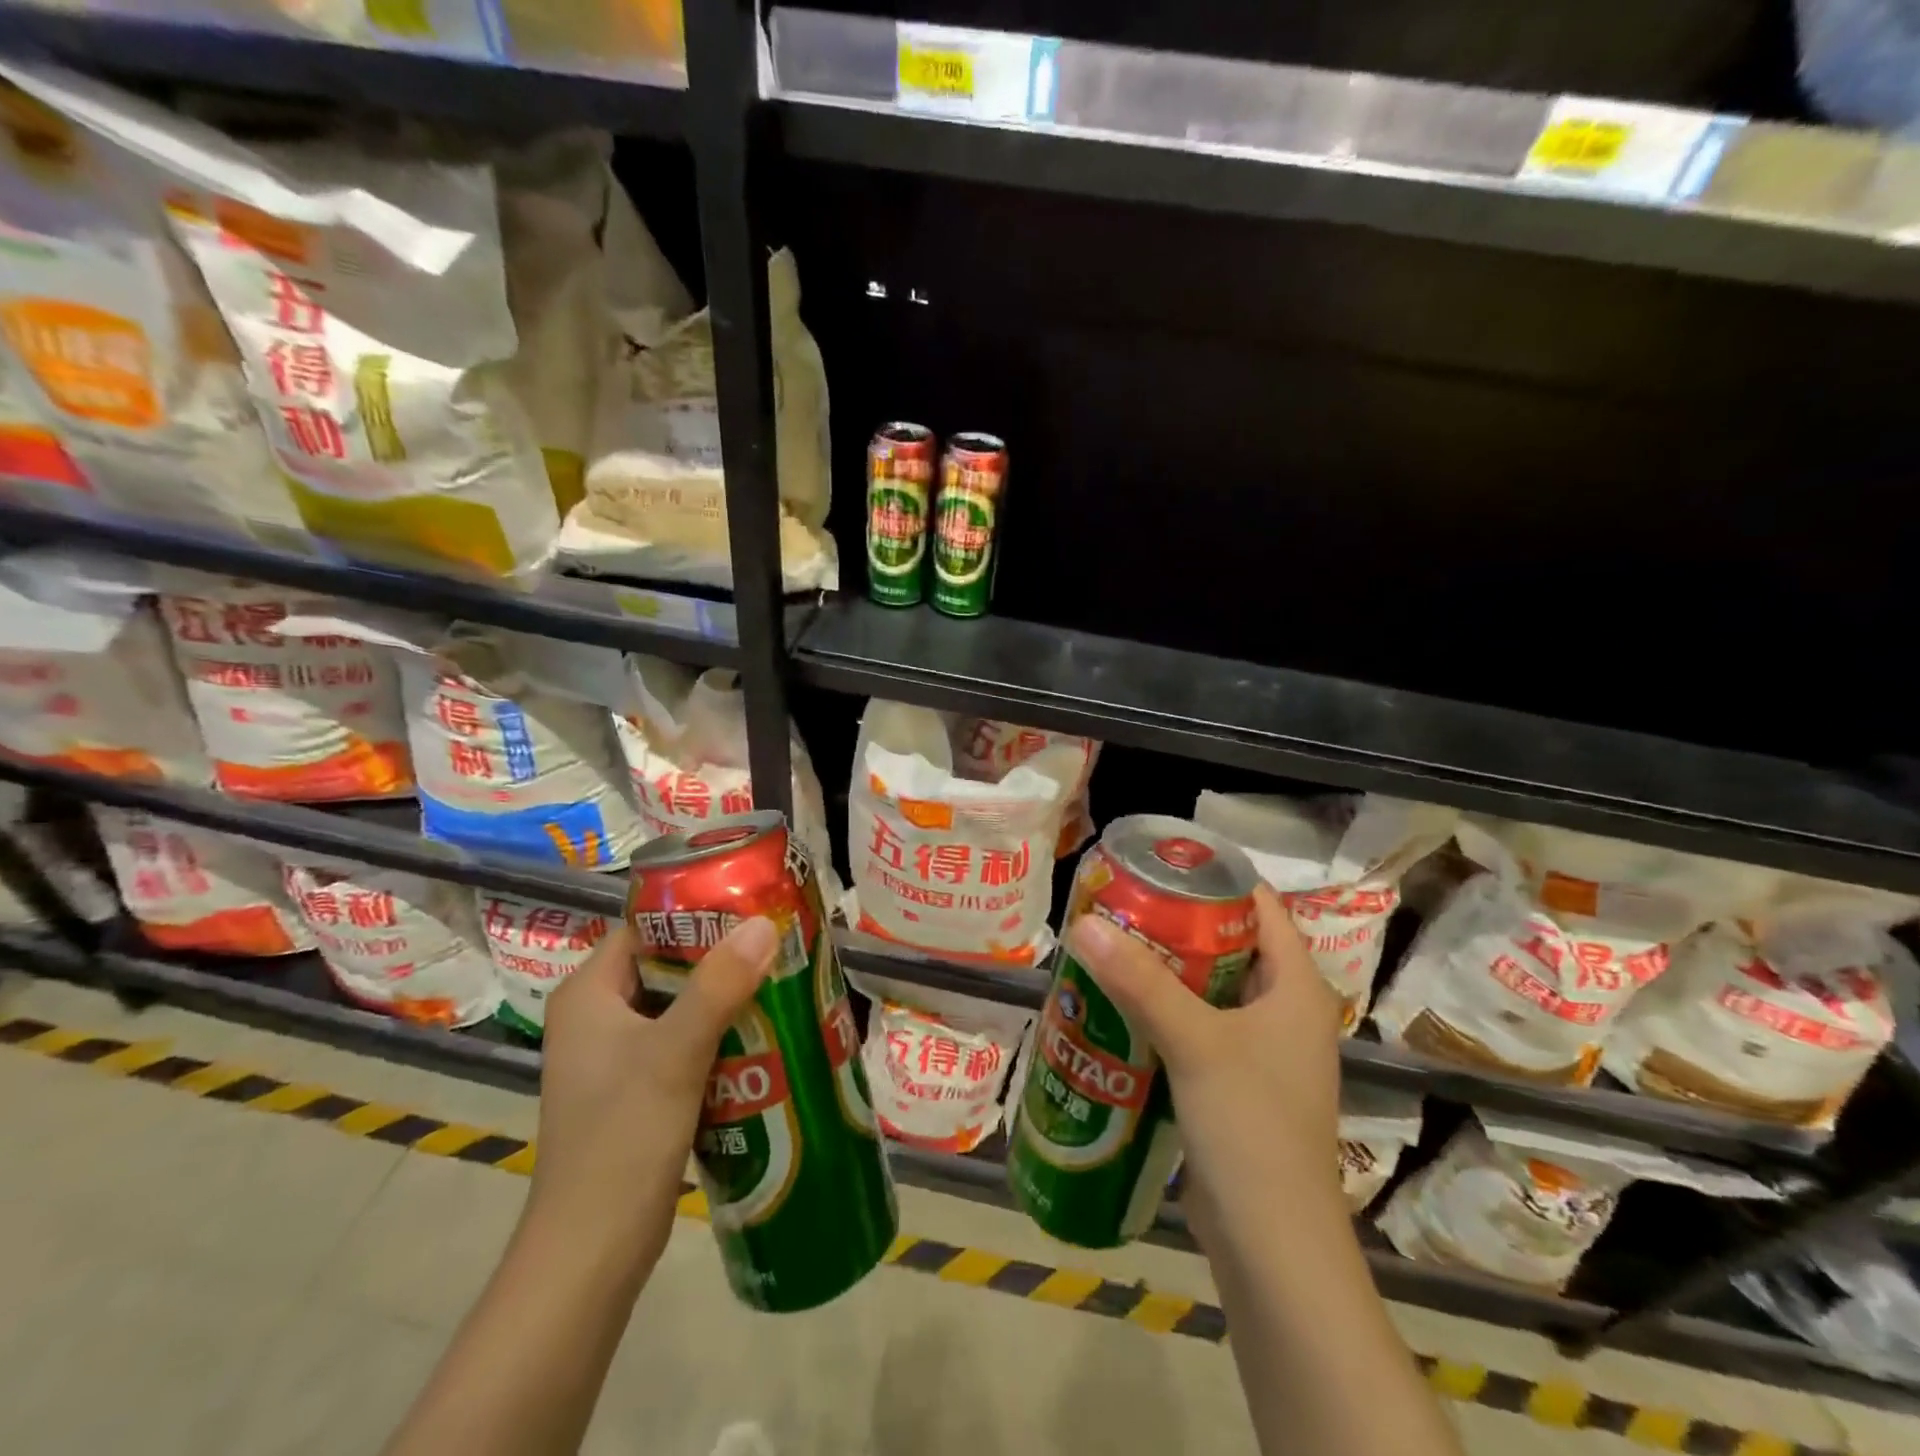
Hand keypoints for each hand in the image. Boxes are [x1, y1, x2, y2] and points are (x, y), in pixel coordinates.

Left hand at [525, 916, 778, 1278]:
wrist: (591, 1256)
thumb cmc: (621, 1142)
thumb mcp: (674, 1055)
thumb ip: (718, 987)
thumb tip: (762, 924)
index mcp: (589, 994)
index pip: (646, 927)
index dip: (698, 913)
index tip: (754, 906)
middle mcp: (597, 1016)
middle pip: (668, 964)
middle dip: (723, 956)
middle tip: (779, 944)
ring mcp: (616, 1055)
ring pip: (681, 1004)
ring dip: (727, 995)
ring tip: (783, 980)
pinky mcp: (637, 1089)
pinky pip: (685, 1041)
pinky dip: (721, 1033)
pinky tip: (765, 1033)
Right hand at [1065, 884, 1345, 1246]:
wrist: (1272, 1247)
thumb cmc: (1252, 1128)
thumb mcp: (1195, 1043)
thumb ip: (1140, 982)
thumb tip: (1084, 923)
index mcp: (1296, 987)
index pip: (1260, 906)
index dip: (1213, 877)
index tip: (1156, 862)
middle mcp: (1283, 1011)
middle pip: (1227, 944)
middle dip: (1174, 923)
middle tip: (1118, 903)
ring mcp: (1260, 1051)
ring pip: (1206, 989)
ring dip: (1162, 970)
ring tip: (1108, 946)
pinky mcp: (1234, 1085)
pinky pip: (1195, 1029)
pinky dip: (1160, 1013)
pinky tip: (1115, 1008)